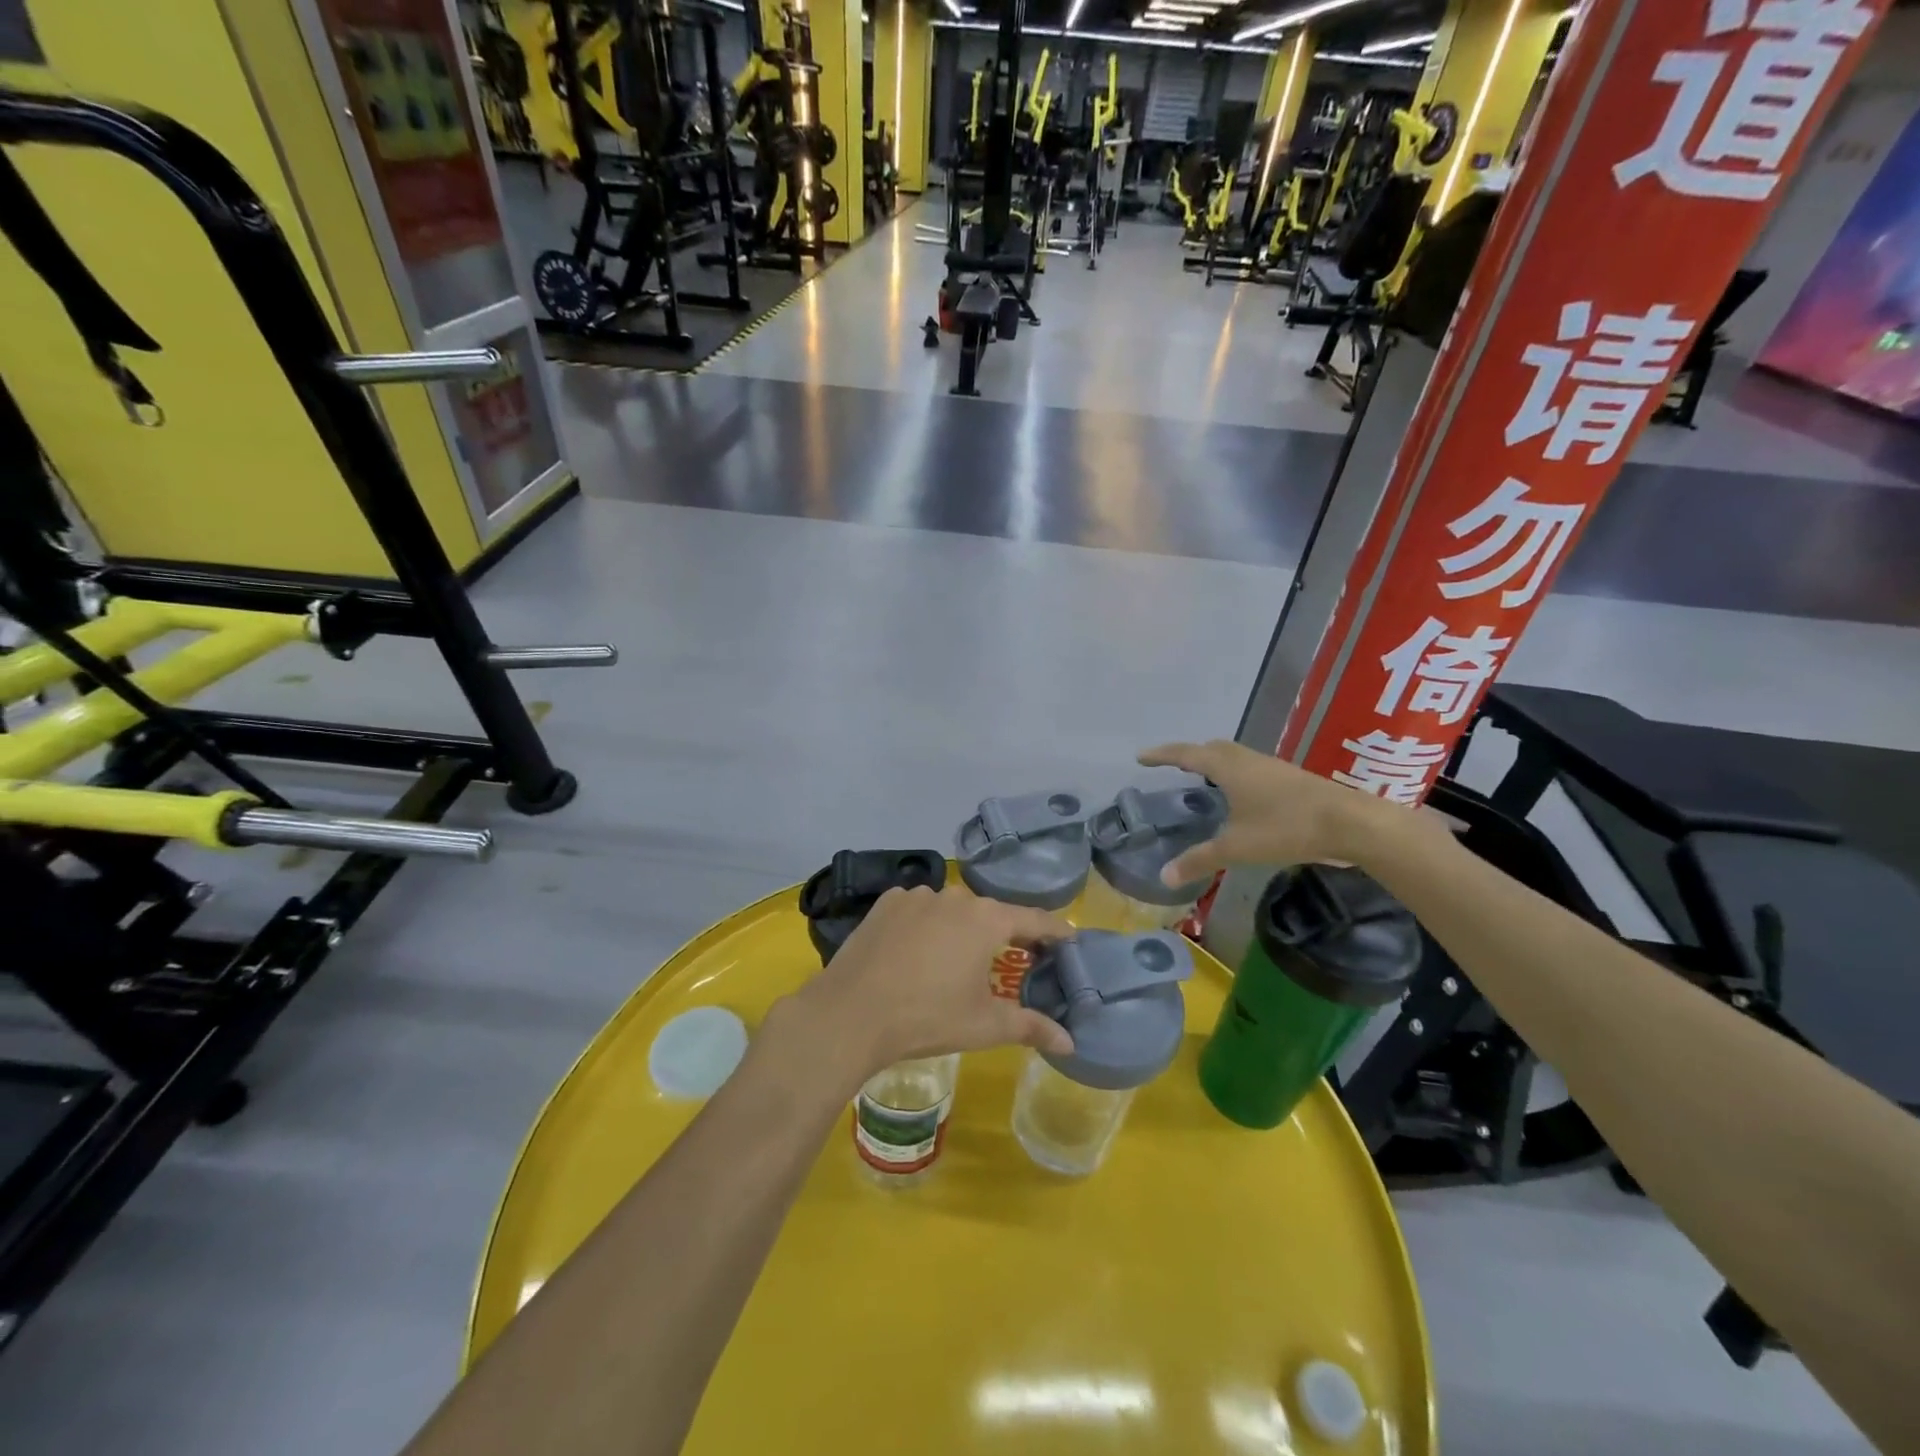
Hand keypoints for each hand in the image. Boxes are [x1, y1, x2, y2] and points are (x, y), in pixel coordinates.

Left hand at [786, 887, 1074, 1080]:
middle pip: (990, 914)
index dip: (1054, 930)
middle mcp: (954, 897)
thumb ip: (1031, 1027)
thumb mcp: (984, 1026)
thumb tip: (1070, 1044)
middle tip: (1013, 959)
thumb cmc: (927, 1018)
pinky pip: (918, 910)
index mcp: (986, 920)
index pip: (1033, 919)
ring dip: (959, 929)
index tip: (1069, 938)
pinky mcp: (886, 903)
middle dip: (1004, 934)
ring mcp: (917, 895)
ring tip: (955, 960)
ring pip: (951, 910)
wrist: (851, 1013)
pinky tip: (915, 953)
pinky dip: (925, 926)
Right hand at [1137, 739, 1409, 881]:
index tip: (1141, 757)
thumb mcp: (1236, 847)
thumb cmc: (1286, 827)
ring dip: (1214, 763)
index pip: (1186, 754)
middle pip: (1212, 748)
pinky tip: (1241, 797)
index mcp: (1228, 768)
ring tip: (1203, 780)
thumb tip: (1164, 876)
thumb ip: (1199, 860)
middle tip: (1172, 766)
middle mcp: (1248, 760)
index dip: (1162, 755)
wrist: (1350, 823)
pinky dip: (1235, 775)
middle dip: (1189, 754)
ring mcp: (1272, 767)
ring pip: (1234, 757)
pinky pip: (1251, 768)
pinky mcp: (1291, 779)